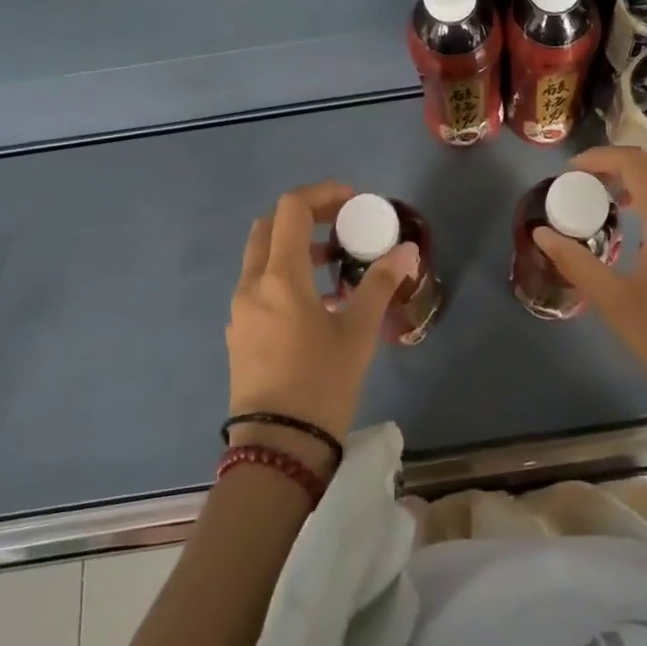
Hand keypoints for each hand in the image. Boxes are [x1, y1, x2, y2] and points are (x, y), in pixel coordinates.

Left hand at [226, 182, 417, 467]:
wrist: (276, 451)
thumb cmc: (320, 384)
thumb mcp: (358, 332)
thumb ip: (381, 284)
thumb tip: (408, 250)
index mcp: (279, 277)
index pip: (292, 208)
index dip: (323, 194)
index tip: (353, 202)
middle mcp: (252, 285)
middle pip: (270, 226)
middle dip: (306, 216)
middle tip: (341, 225)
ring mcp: (240, 311)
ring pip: (262, 257)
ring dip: (294, 246)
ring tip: (334, 264)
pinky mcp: (239, 334)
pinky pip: (259, 285)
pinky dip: (284, 275)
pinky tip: (315, 303)